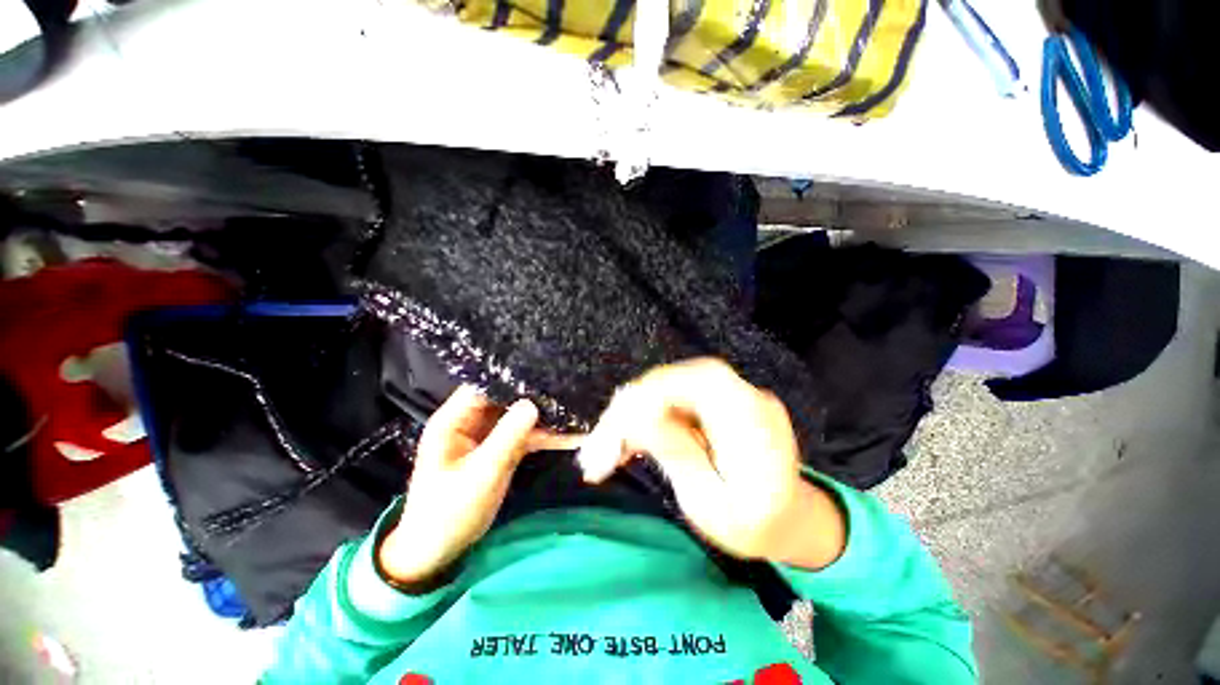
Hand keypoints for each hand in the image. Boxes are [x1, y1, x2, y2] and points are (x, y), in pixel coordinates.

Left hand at [379, 386, 569, 583]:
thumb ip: (507, 438)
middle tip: (566, 387)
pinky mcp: (499, 450)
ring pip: (518, 417)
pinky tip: (568, 434)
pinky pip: (524, 436)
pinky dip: (543, 436)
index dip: (510, 377)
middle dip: (534, 395)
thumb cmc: (448, 512)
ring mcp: (487, 436)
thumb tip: (533, 404)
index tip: (542, 370)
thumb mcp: (481, 474)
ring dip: (543, 417)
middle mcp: (470, 422)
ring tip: (574, 408)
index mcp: (453, 420)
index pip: (483, 387)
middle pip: (505, 400)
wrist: (438, 552)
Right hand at [576, 358, 845, 567]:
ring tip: (605, 450)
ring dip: (633, 414)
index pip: (702, 382)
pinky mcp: (717, 401)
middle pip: (679, 380)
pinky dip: (645, 417)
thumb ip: (679, 456)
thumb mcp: (712, 506)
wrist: (788, 520)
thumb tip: (639, 416)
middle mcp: (745, 397)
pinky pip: (674, 398)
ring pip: (670, 387)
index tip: (617, 424)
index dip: (654, 391)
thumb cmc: (753, 526)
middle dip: (632, 406)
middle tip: (600, 444)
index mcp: (755, 424)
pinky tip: (626, 442)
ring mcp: (731, 395)